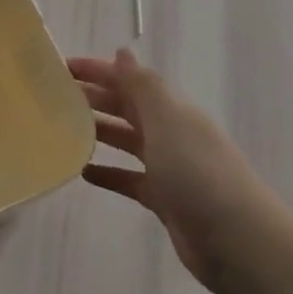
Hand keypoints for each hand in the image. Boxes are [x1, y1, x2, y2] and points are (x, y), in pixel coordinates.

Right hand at [70, 50, 269, 293]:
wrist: (239, 241)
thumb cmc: (199, 174)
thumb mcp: (168, 123)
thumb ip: (143, 87)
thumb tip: (122, 52)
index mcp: (172, 110)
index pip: (130, 81)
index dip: (98, 70)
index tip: (61, 67)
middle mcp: (171, 133)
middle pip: (127, 108)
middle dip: (94, 97)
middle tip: (53, 97)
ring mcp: (169, 167)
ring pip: (127, 141)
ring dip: (98, 132)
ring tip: (62, 130)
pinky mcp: (165, 200)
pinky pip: (129, 179)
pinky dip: (108, 173)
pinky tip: (83, 173)